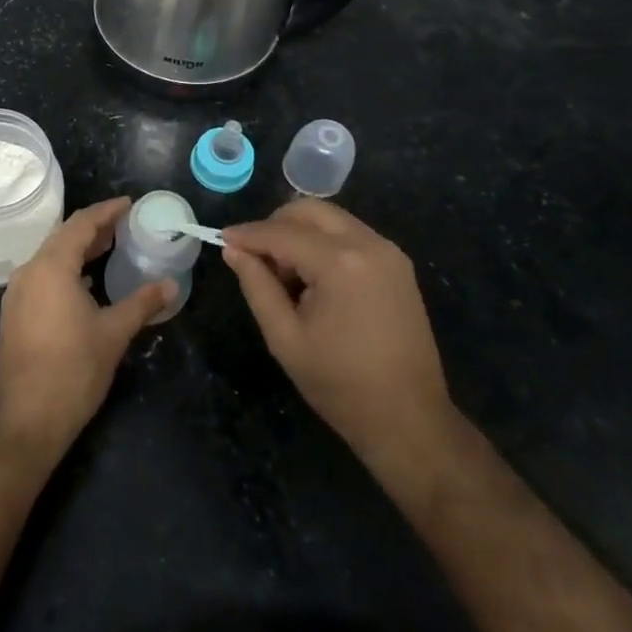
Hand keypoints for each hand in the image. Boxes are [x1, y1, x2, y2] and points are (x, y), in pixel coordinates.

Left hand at [0, 198, 171, 458]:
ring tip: (109, 248)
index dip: (106, 211)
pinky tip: (85, 282)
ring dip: (78, 249)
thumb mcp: (114, 333)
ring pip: (49, 257)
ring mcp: (17, 294)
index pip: (80, 224)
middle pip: (62, 237)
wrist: (27, 420)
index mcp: (51, 267)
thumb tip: (170, 285)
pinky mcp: (14, 314)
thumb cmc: (73, 370)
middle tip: (124, 224)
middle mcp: (28, 272)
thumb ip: (142, 303)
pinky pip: (41, 276)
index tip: (129, 204)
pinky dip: (65, 269)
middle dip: (93, 228)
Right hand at [223, 201, 451, 466]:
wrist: (409, 420)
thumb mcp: (285, 338)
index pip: (282, 232)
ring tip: (285, 276)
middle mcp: (369, 244)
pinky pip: (350, 236)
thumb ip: (257, 286)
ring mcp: (388, 252)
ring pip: (331, 219)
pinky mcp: (397, 265)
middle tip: (255, 258)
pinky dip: (324, 244)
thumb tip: (233, 250)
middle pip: (310, 210)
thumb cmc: (341, 385)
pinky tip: (313, 280)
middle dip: (275, 225)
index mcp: (341, 263)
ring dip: (300, 234)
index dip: (248, 234)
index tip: (222, 239)